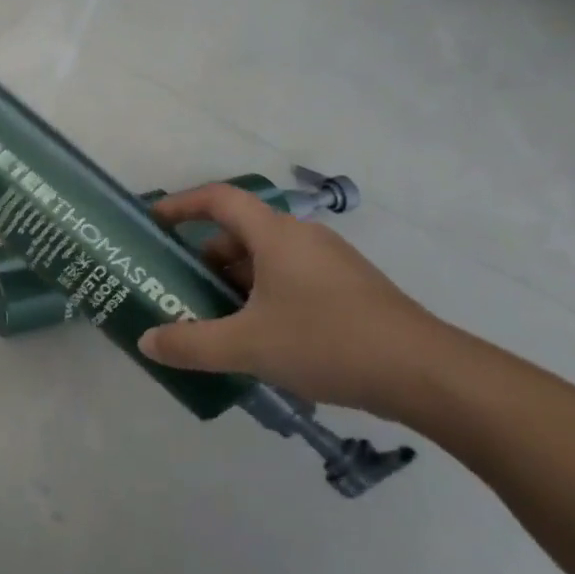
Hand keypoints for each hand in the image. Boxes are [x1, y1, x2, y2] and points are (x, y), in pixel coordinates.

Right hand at [136, 183, 449, 417]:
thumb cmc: (328, 342)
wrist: (427, 374)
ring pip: (266, 260)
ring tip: (213, 320)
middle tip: (179, 289)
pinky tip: (259, 338)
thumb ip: (191, 344)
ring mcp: (331, 264)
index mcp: (276, 235)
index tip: (155, 223)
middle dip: (204, 259)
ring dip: (233, 282)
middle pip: (240, 233)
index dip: (182, 204)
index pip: (219, 199)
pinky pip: (290, 280)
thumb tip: (147, 342)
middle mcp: (303, 239)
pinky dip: (263, 297)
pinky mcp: (349, 291)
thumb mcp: (247, 346)